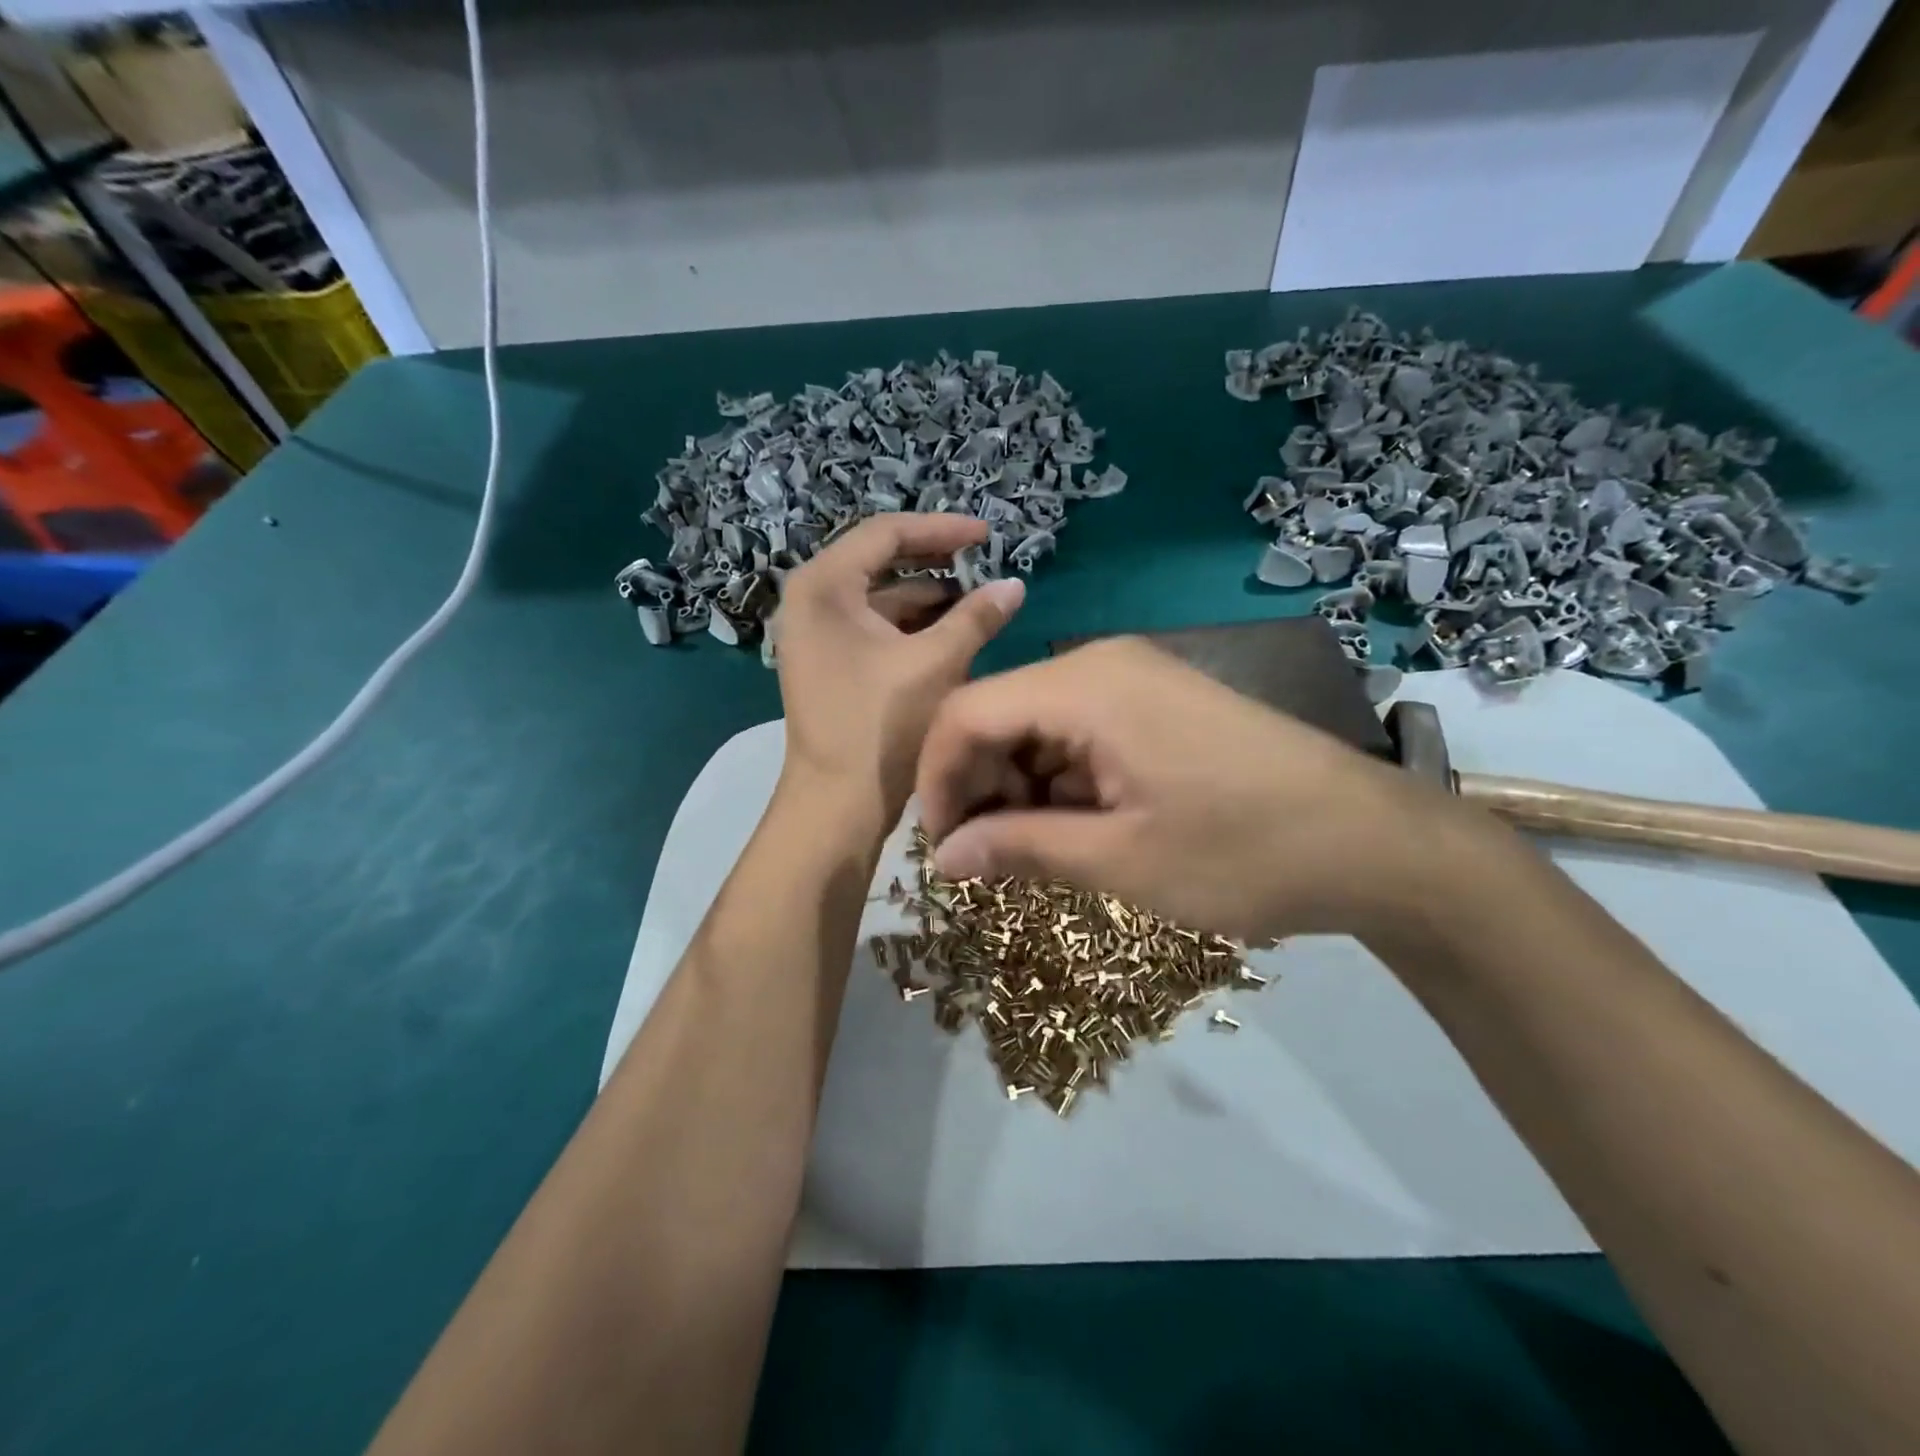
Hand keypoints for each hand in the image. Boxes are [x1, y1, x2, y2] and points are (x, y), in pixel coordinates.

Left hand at [773, 514, 1024, 820]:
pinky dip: (911, 627)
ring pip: (880, 598)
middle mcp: (810, 600)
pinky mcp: (828, 661)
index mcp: (823, 586)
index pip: (886, 533)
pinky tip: (951, 633)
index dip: (942, 530)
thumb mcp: (936, 663)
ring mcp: (815, 633)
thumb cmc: (880, 726)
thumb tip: (1014, 585)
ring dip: (928, 598)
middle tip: (984, 562)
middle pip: (880, 561)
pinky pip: (874, 627)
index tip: (988, 535)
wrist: (837, 803)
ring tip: (978, 601)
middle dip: (936, 562)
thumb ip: (976, 617)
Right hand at [915, 636, 1491, 943]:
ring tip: (1036, 853)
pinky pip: (1079, 732)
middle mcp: (1101, 664)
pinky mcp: (1158, 704)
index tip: (939, 848)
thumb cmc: (1242, 852)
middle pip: (998, 714)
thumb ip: (1018, 849)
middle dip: (978, 786)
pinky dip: (1062, 780)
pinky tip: (1081, 828)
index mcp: (1084, 685)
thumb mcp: (1120, 859)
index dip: (936, 779)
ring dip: (1019, 788)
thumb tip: (940, 859)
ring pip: (1036, 726)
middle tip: (986, 860)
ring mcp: (1135, 680)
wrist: (1374, 843)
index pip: (965, 712)